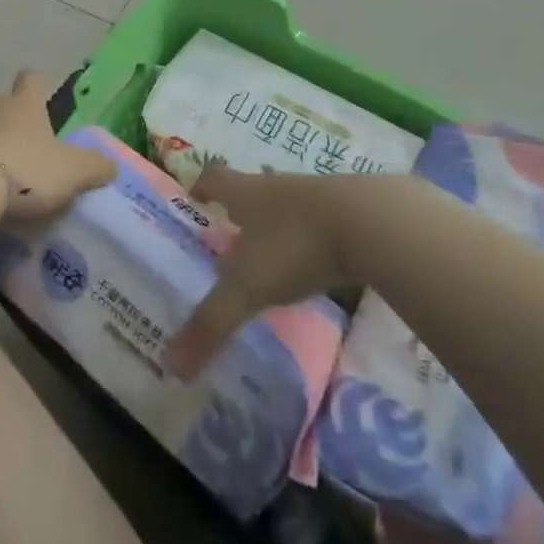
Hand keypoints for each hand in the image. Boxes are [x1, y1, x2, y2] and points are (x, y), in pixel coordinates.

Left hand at [0, 70, 116, 218]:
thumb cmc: (24, 170)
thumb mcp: (70, 173)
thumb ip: (93, 167)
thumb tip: (112, 165)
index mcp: (24, 105)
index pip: (32, 80)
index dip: (38, 88)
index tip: (42, 101)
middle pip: (0, 103)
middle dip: (8, 121)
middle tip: (21, 150)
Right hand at [163, 166, 357, 379]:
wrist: (372, 224)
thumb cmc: (295, 243)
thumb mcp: (248, 287)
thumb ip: (211, 324)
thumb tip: (171, 365)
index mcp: (246, 193)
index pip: (213, 178)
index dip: (200, 186)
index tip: (193, 198)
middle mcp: (276, 187)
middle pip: (250, 192)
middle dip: (237, 213)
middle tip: (225, 241)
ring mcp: (316, 199)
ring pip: (286, 209)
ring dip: (275, 229)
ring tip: (268, 262)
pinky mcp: (349, 216)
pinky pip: (319, 227)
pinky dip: (310, 245)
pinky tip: (313, 271)